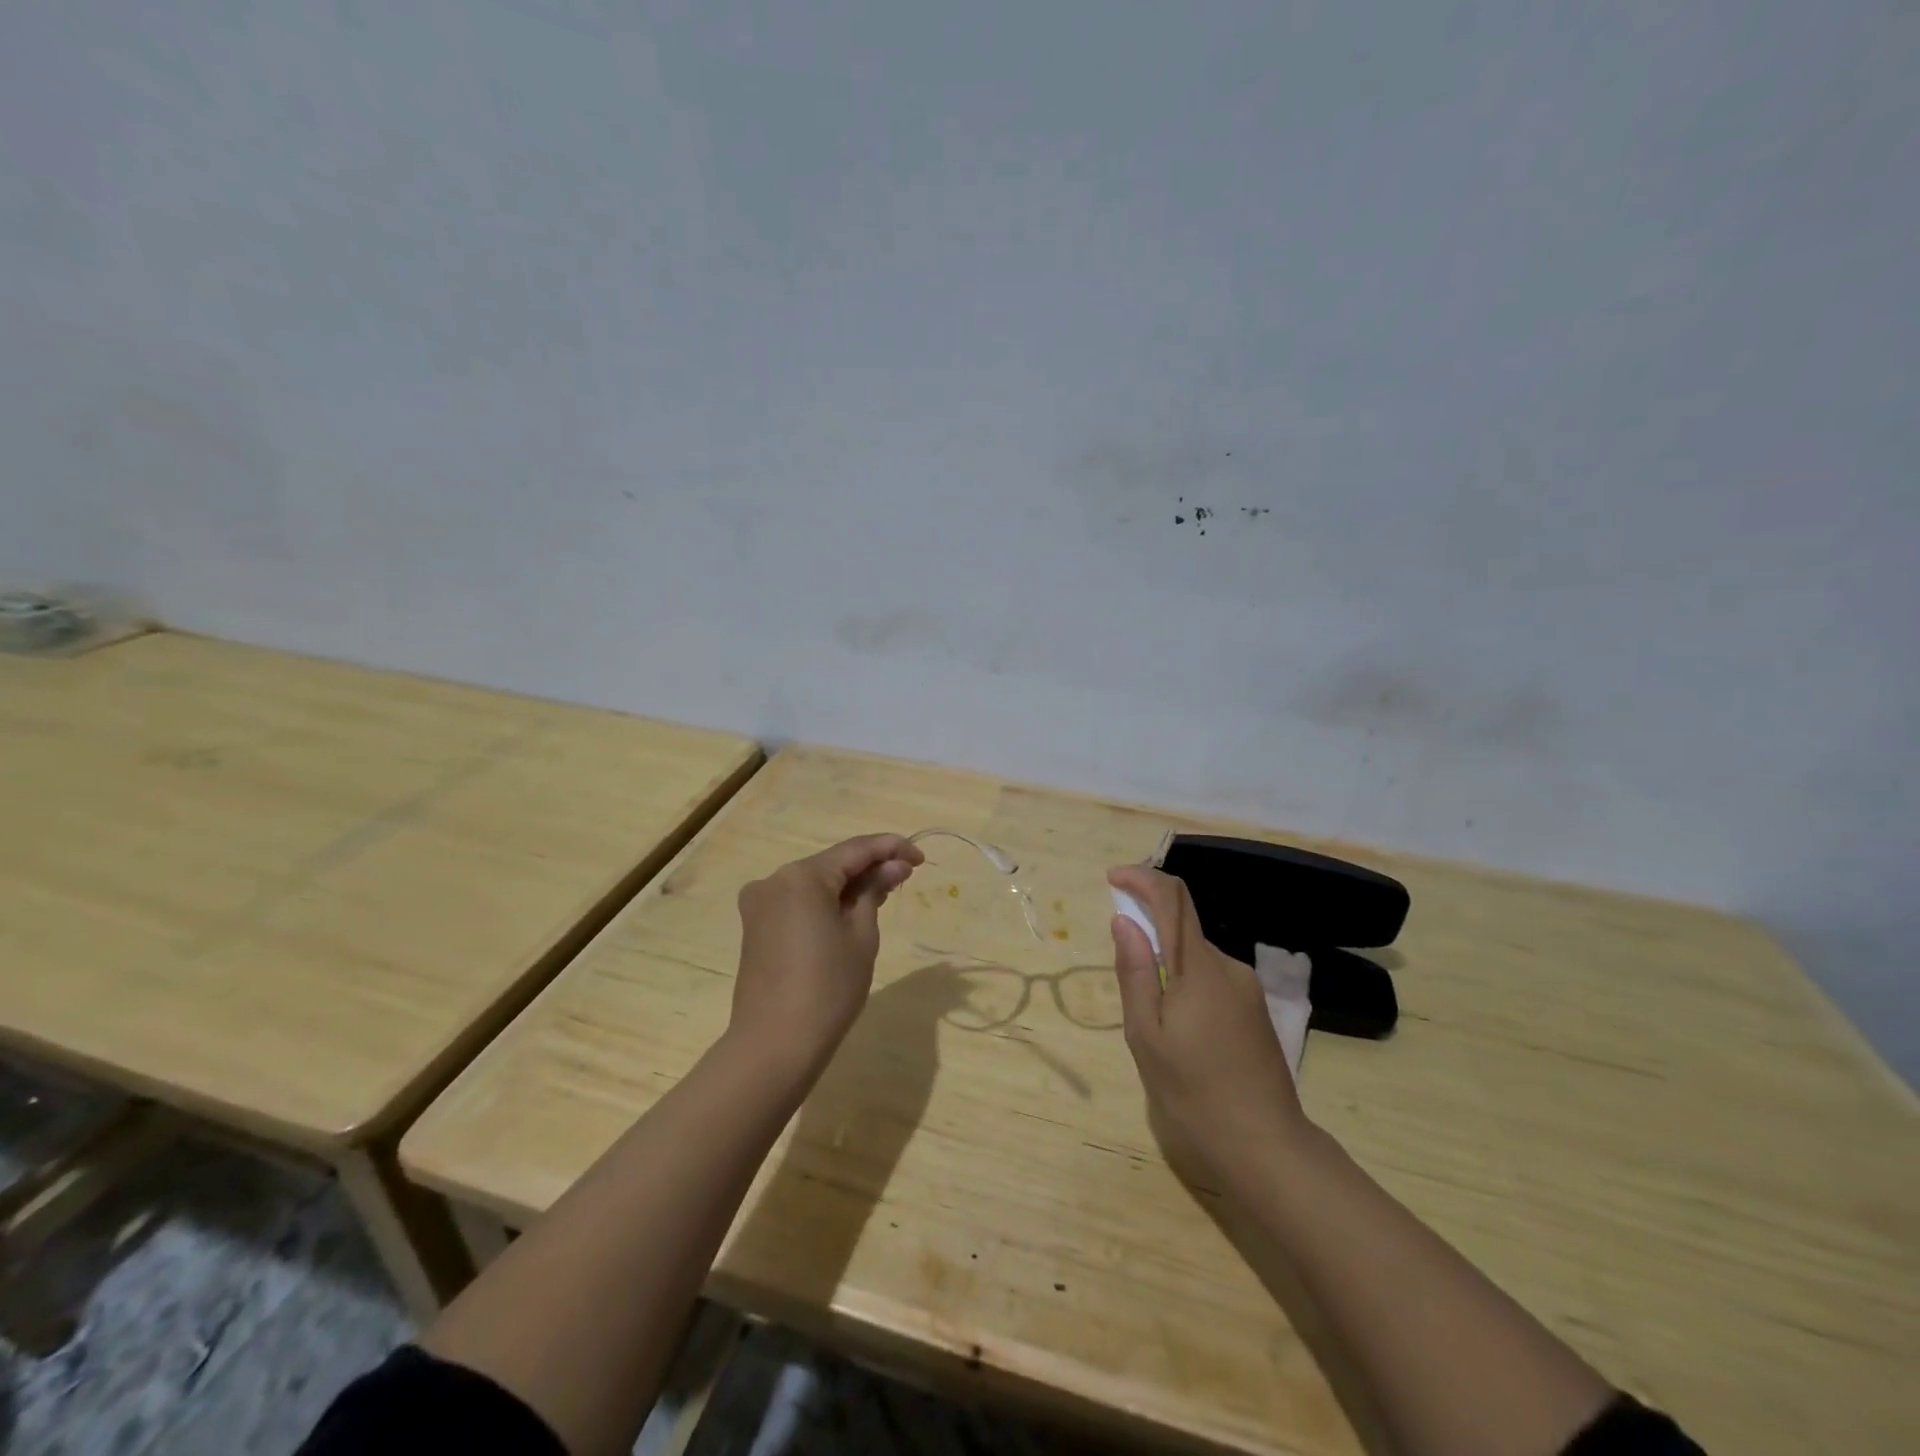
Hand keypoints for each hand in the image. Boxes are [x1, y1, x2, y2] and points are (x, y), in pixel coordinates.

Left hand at [731, 833, 923, 1077]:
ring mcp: (760, 903)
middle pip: (832, 864)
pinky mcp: (756, 926)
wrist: (775, 1045)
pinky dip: (826, 902)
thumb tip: (894, 866)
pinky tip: (851, 911)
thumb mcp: (862, 935)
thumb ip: (875, 891)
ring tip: (884, 893)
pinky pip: (798, 901)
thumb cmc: (829, 987)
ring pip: (815, 883)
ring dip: (848, 885)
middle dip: (869, 867)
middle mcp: (774, 880)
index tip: (920, 858)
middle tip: (906, 876)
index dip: (890, 848)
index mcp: (801, 876)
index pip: (855, 849)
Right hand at [1108, 865, 1309, 1187]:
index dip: (1142, 878)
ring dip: (1167, 965)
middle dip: (1148, 932)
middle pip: (1184, 926)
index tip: (1113, 878)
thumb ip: (1134, 972)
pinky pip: (1212, 979)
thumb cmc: (1194, 1093)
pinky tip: (1181, 1033)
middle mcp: (1228, 967)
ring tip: (1154, 1024)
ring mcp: (1246, 989)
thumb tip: (1124, 921)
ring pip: (1196, 957)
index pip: (1173, 898)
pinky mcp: (1255, 1011)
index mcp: (1200, 968)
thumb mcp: (1146, 1036)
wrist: (1267, 1148)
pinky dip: (1186, 984)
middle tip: (1125, 980)